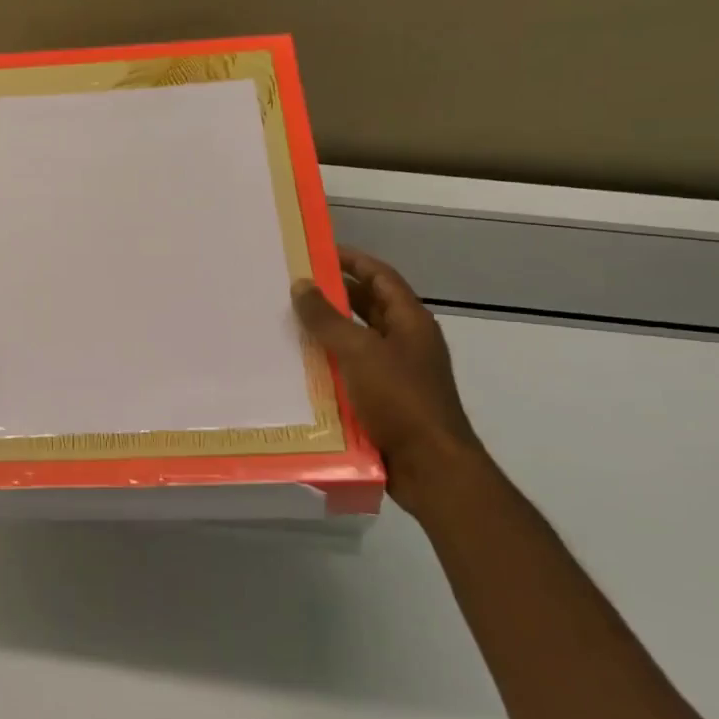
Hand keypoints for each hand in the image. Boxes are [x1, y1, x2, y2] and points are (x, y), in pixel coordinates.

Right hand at [292, 248, 488, 521]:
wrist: (431, 468)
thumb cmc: (400, 401)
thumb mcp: (359, 352)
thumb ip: (327, 318)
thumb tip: (301, 284)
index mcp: (410, 321)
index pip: (379, 276)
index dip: (351, 260)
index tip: (315, 250)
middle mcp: (405, 341)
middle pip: (368, 306)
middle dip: (334, 294)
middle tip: (292, 286)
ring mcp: (395, 372)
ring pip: (357, 340)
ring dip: (327, 330)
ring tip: (287, 322)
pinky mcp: (383, 400)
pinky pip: (351, 371)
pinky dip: (328, 363)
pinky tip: (299, 366)